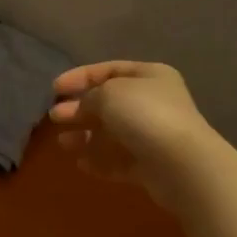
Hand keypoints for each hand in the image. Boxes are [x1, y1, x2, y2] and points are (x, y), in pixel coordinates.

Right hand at [48, 61, 216, 208]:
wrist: (181, 164)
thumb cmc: (144, 116)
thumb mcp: (108, 93)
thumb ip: (89, 96)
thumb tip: (82, 106)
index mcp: (149, 76)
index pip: (108, 70)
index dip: (79, 77)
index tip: (54, 89)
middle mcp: (153, 102)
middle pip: (108, 103)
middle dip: (80, 109)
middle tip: (55, 117)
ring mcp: (152, 135)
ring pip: (111, 133)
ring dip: (86, 137)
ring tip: (63, 143)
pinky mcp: (150, 165)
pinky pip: (118, 160)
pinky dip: (99, 160)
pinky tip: (81, 164)